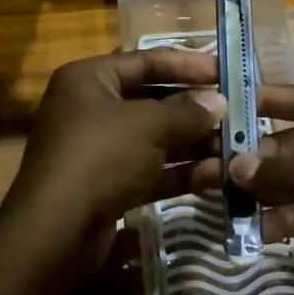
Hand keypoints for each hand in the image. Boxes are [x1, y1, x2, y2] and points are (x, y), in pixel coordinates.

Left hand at [2, 49, 223, 257]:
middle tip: (238, 112)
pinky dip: (180, 171)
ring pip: (154, 138)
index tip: (226, 71)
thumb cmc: (100, 158)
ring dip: (194, 143)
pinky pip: (150, 170)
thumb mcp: (147, 126)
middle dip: (195, 109)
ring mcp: (98, 149)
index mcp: (89, 79)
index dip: (188, 64)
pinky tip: (218, 176)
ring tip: (237, 146)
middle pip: (151, 99)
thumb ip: (186, 111)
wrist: (55, 233)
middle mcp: (90, 108)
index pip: (145, 61)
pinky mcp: (107, 185)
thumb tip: (218, 101)